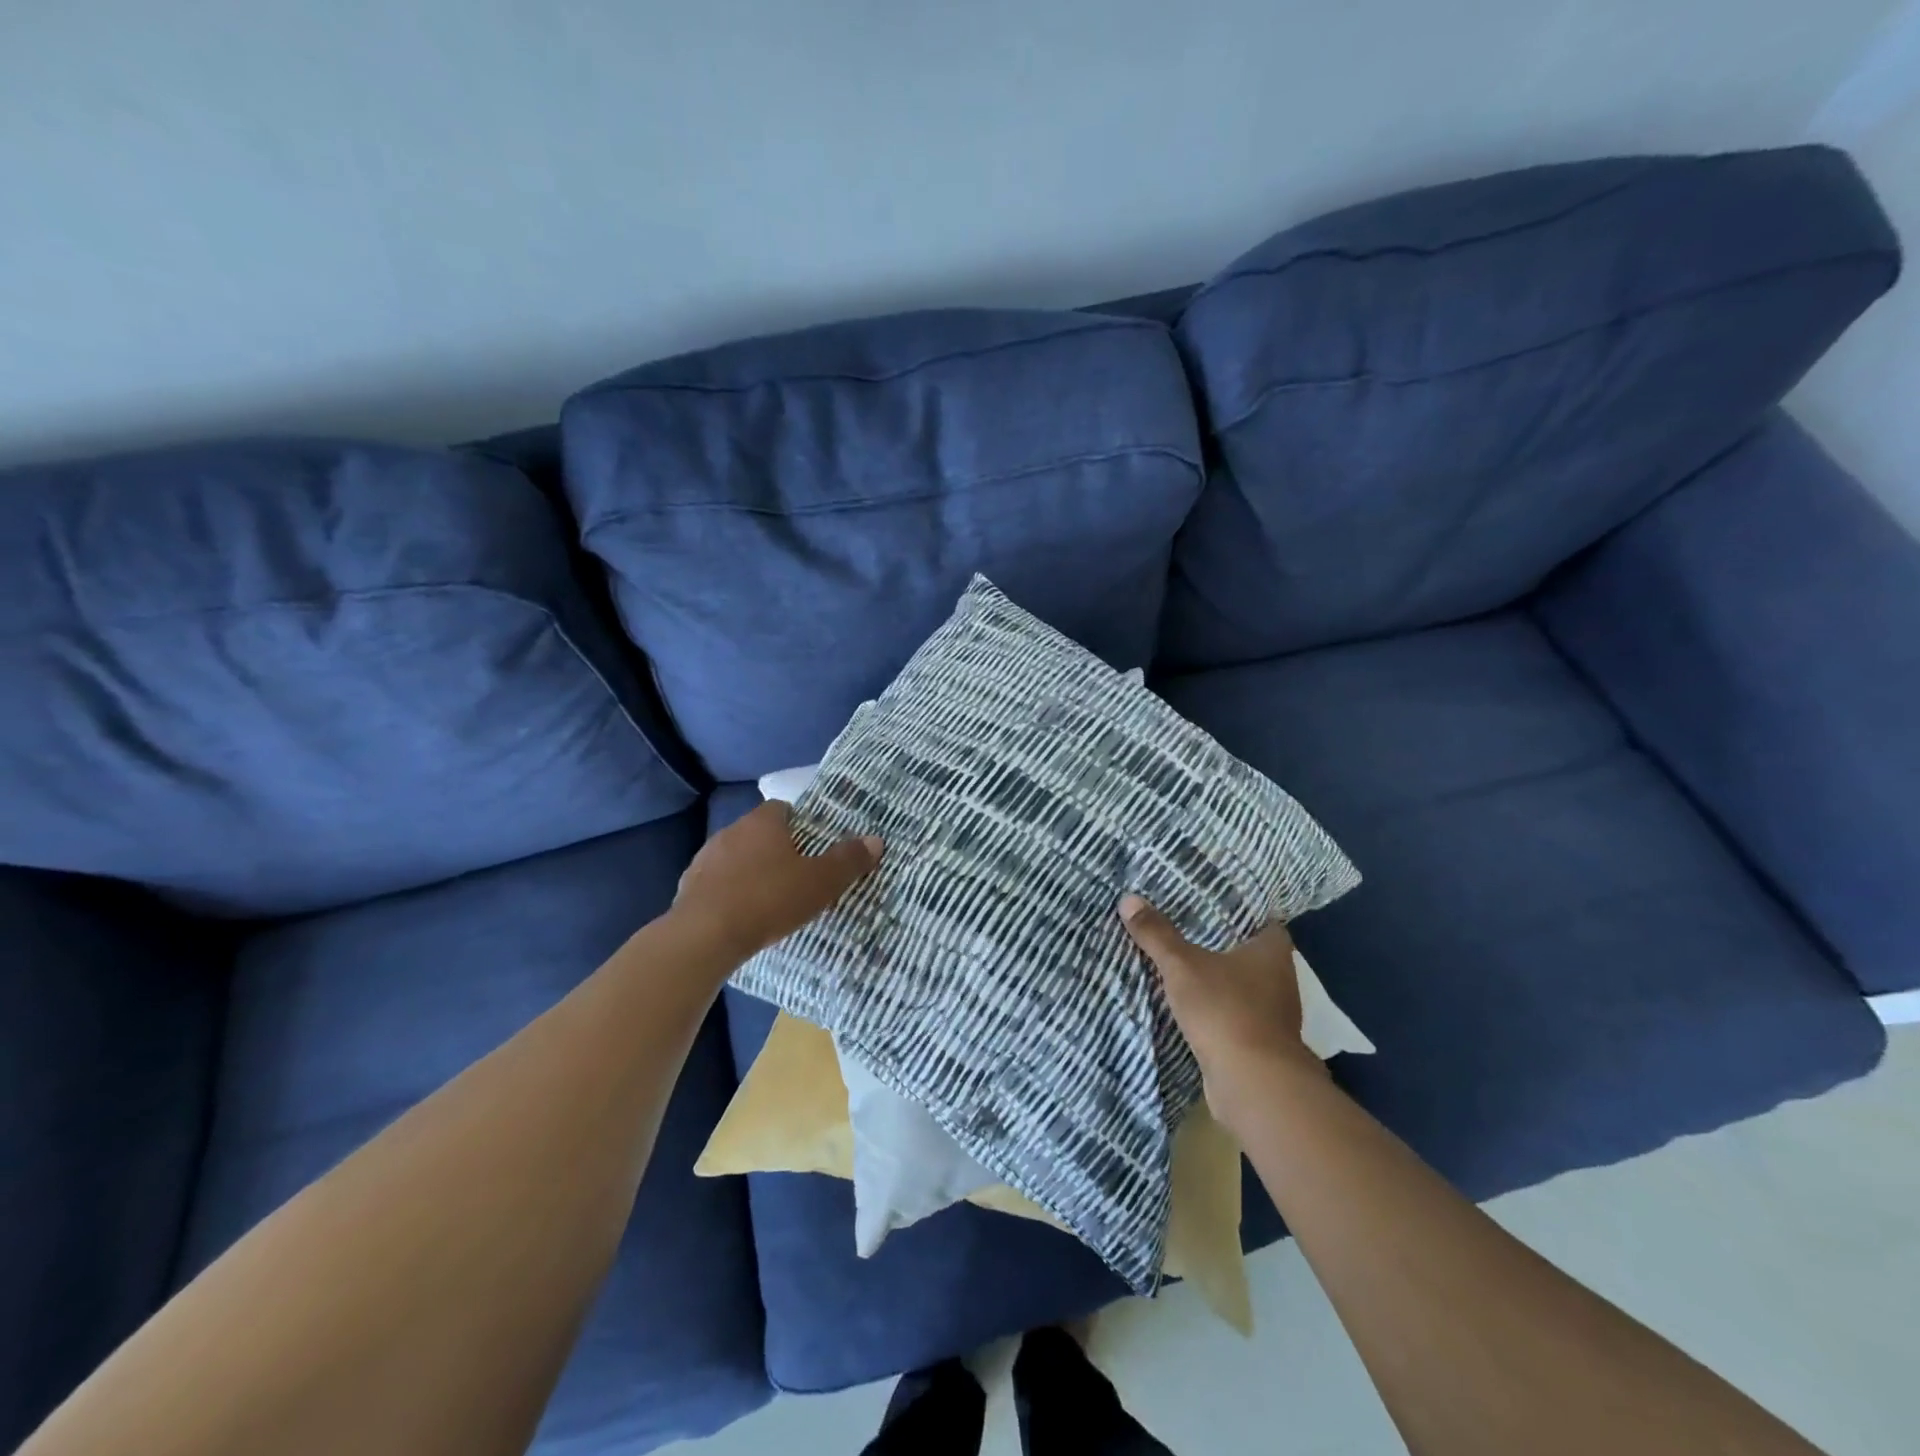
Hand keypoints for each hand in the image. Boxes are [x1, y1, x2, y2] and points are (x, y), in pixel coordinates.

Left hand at [673, 802, 882, 963]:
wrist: (704, 937)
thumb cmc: (769, 899)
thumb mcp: (820, 882)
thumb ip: (848, 860)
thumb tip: (875, 840)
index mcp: (763, 822)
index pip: (783, 808)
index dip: (800, 824)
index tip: (814, 845)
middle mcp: (731, 831)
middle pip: (759, 833)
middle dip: (776, 850)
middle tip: (798, 875)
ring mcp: (705, 859)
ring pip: (736, 858)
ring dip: (750, 872)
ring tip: (769, 899)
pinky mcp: (688, 888)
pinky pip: (716, 884)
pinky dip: (730, 894)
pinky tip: (741, 916)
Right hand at [1119, 895, 1322, 1121]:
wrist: (1253, 1084)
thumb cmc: (1225, 1010)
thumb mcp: (1182, 966)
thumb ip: (1157, 934)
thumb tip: (1128, 898)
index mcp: (1272, 951)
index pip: (1260, 917)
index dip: (1236, 908)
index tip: (1207, 899)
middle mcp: (1279, 978)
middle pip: (1248, 951)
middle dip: (1219, 941)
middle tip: (1182, 923)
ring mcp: (1271, 1013)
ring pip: (1239, 984)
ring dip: (1215, 976)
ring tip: (1178, 959)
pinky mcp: (1258, 1041)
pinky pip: (1232, 1012)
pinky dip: (1213, 1006)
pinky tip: (1186, 1001)